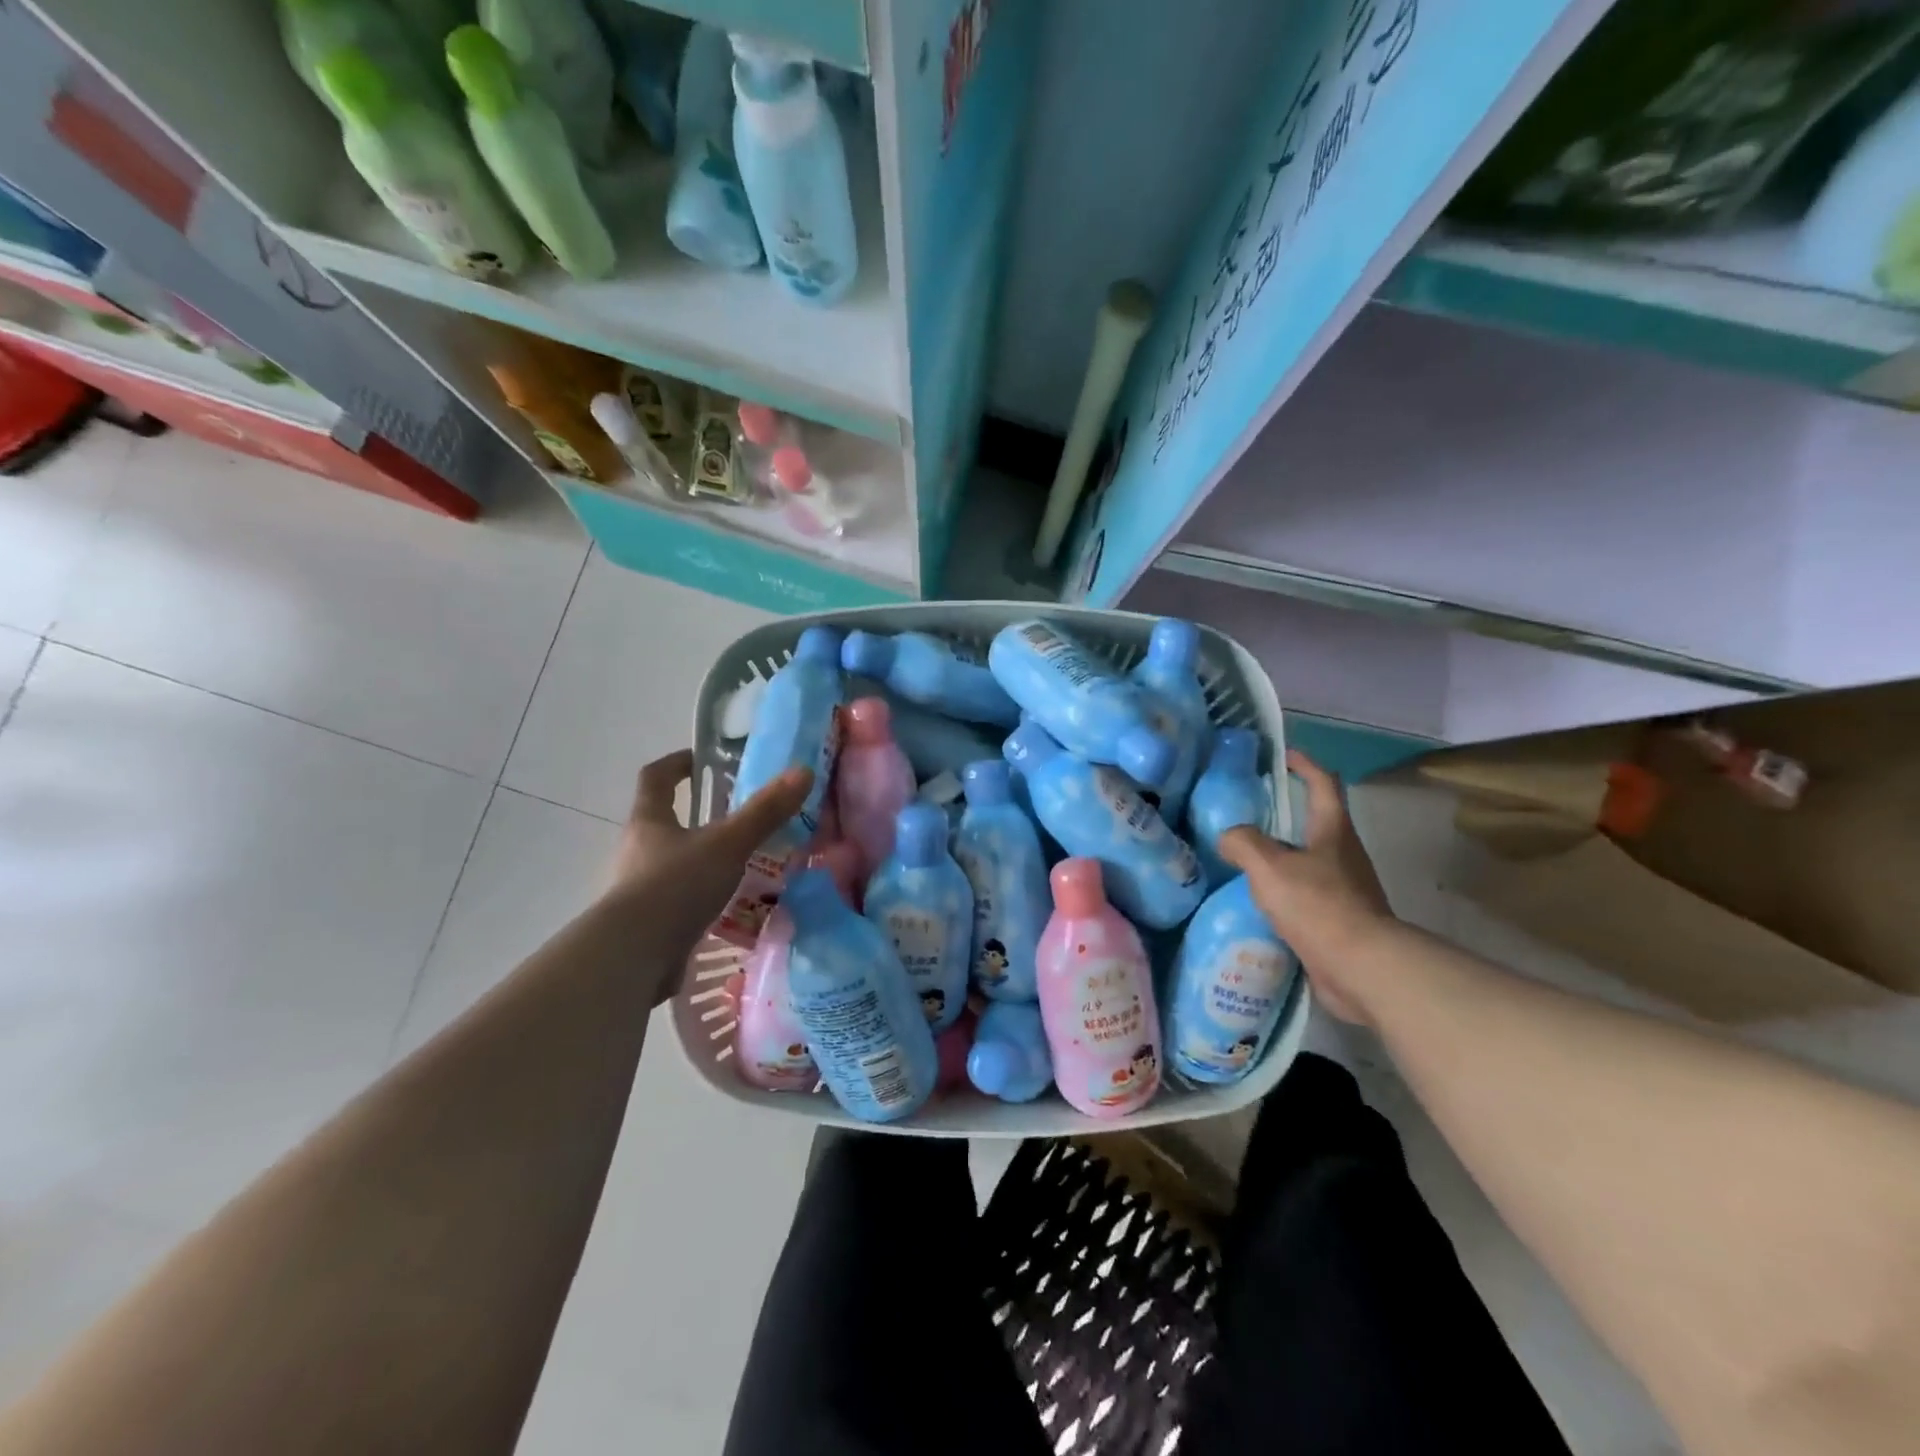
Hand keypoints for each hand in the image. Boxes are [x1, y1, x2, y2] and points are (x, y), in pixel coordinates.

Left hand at [608, 749, 812, 956]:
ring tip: (744, 866)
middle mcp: (637, 850)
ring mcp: (639, 890)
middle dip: (699, 817)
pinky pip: (679, 901)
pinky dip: (703, 898)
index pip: (656, 778)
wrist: (632, 959)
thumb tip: (803, 772)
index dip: (677, 764)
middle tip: (740, 818)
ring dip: (704, 860)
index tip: (701, 759)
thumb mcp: (728, 845)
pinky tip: (731, 908)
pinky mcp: (648, 924)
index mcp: (649, 822)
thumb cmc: (675, 887)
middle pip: (665, 822)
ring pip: (675, 863)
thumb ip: (765, 812)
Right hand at [1220, 750, 1394, 1024]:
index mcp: (1333, 831)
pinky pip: (1309, 896)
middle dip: (1288, 815)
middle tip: (1250, 815)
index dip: (1304, 765)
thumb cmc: (1319, 905)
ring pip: (1311, 861)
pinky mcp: (1342, 921)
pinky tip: (1261, 903)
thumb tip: (1228, 837)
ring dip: (1284, 857)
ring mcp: (1347, 889)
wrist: (1362, 967)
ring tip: (1247, 862)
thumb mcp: (1270, 866)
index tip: (1283, 756)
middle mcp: (1345, 855)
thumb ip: (1243, 843)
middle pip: (1318, 823)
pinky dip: (1286, 892)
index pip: (1323, 784)